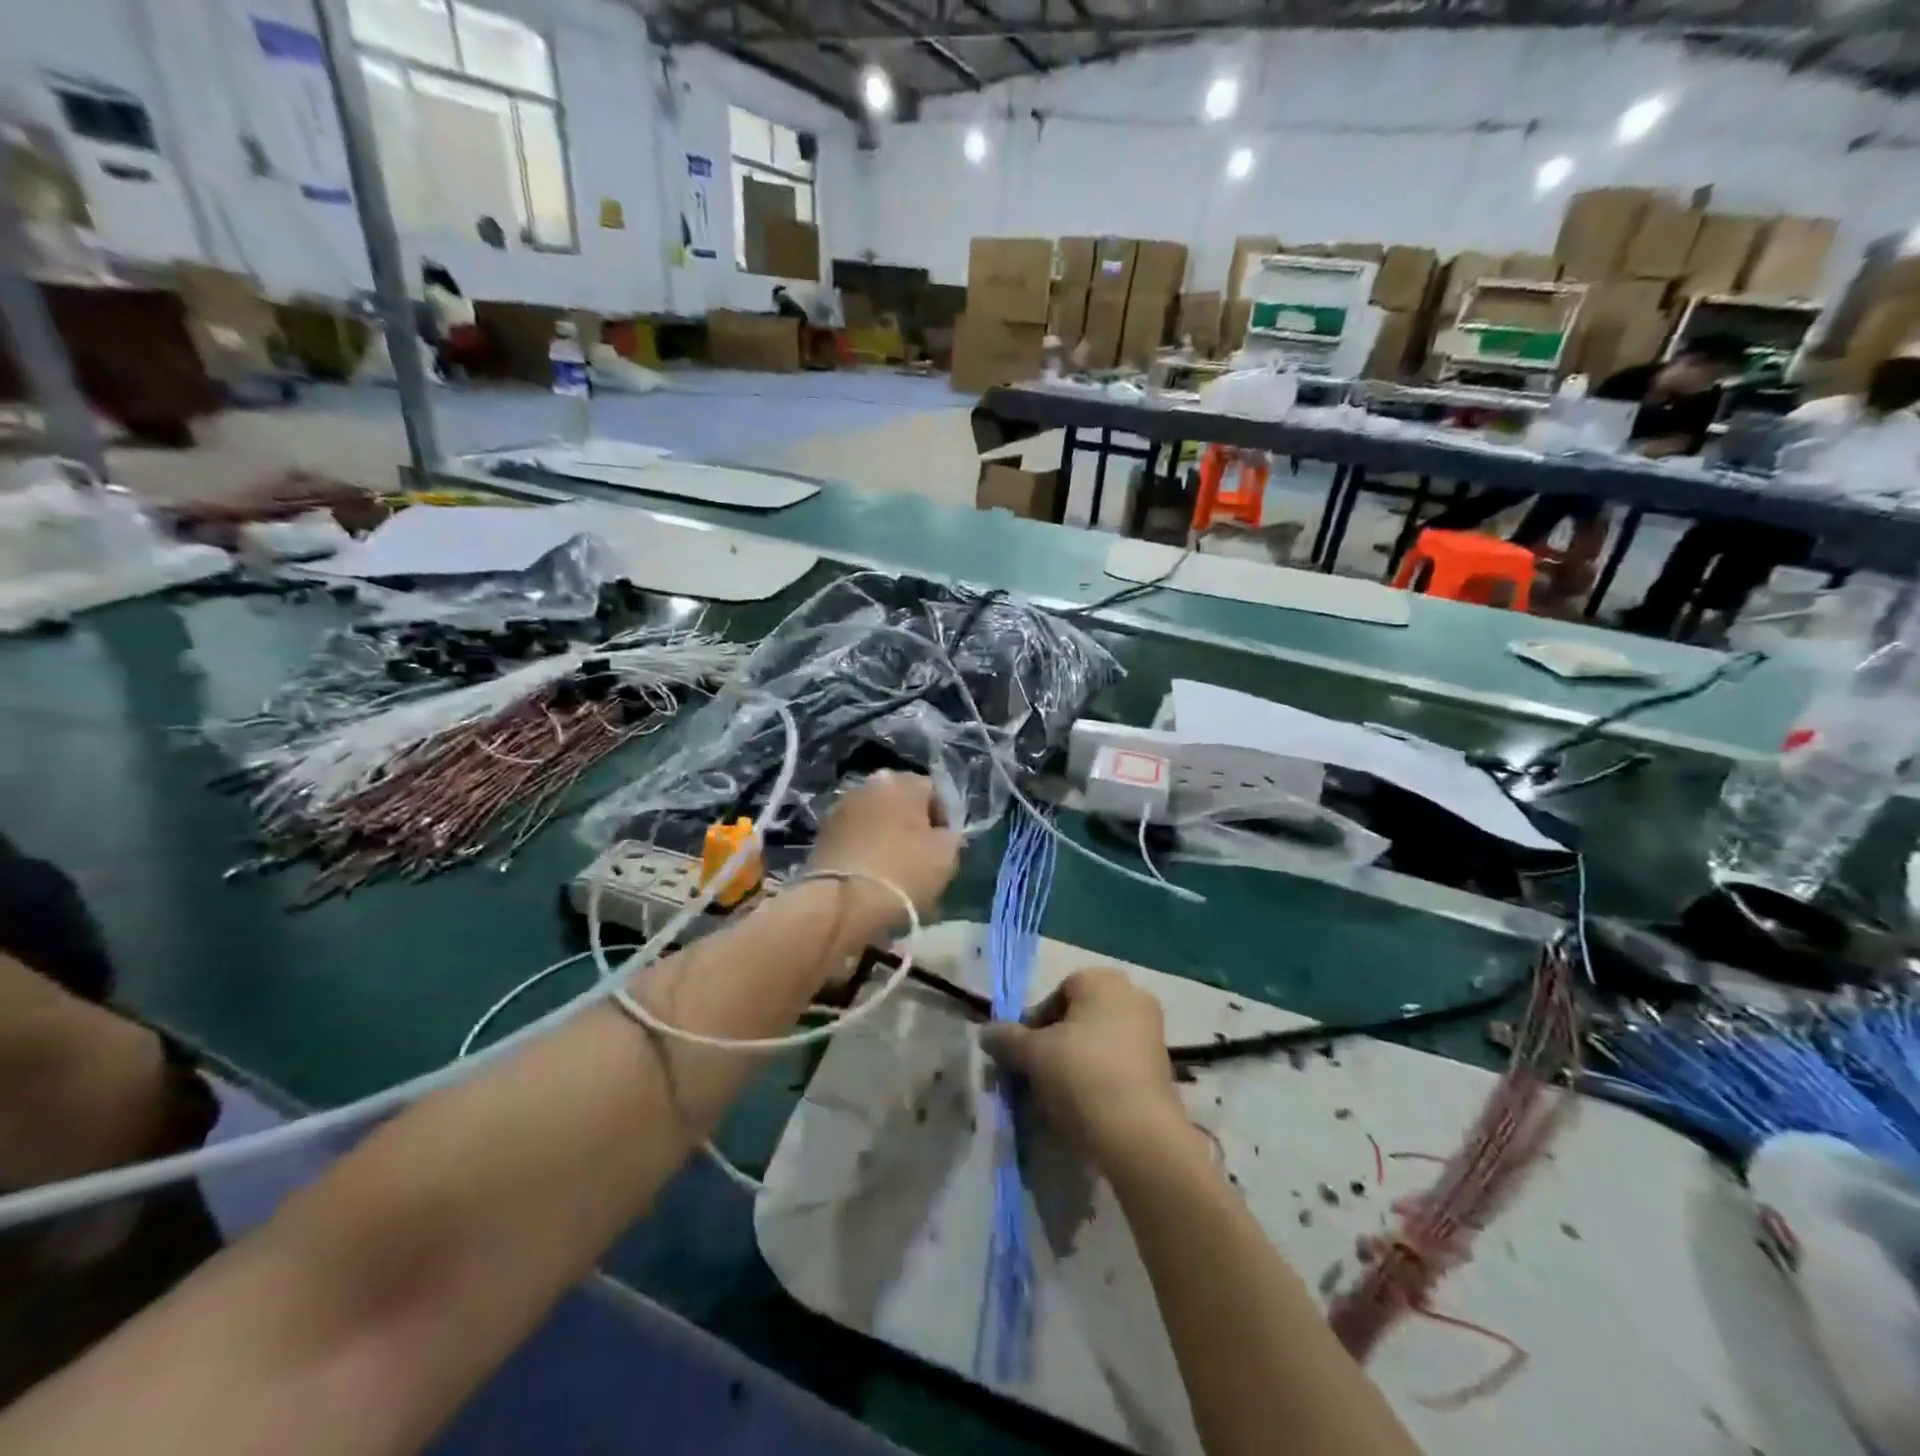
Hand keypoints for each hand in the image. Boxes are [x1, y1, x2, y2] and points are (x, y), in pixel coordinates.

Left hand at [805, 772, 961, 930]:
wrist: (843, 902)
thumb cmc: (904, 871)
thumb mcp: (947, 855)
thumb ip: (951, 835)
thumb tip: (942, 834)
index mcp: (902, 782)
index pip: (933, 792)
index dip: (942, 819)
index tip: (944, 846)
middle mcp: (869, 784)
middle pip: (900, 801)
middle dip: (910, 823)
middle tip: (919, 856)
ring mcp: (841, 806)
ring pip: (875, 817)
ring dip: (885, 834)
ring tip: (892, 867)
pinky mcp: (822, 832)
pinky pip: (854, 835)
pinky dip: (863, 847)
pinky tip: (870, 873)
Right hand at [981, 967, 1189, 1167]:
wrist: (1138, 1133)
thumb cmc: (1081, 1074)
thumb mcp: (1032, 1054)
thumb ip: (1006, 1039)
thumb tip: (986, 1033)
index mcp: (1102, 980)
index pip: (1054, 996)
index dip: (1032, 1026)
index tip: (1022, 1057)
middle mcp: (1131, 996)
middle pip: (1075, 1020)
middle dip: (1050, 1048)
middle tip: (1032, 1079)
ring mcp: (1150, 1032)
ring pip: (1094, 1045)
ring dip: (1070, 1067)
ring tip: (1052, 1100)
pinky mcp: (1160, 1067)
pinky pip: (1114, 1066)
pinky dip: (1095, 1081)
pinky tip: (1080, 1109)